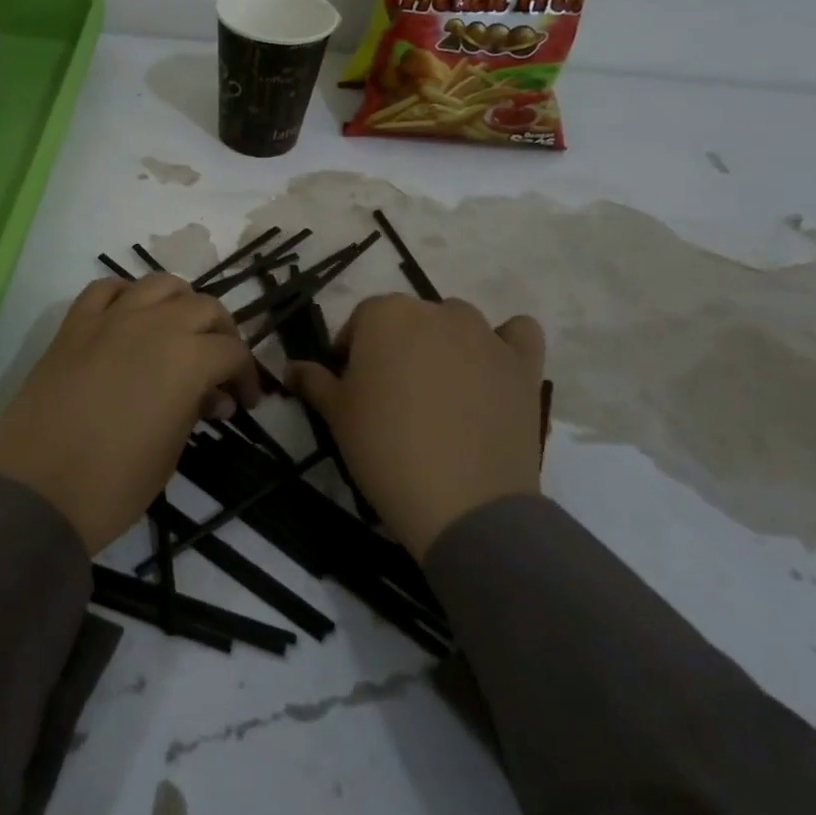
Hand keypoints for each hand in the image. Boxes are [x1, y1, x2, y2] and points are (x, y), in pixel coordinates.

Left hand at [0, 275, 262, 553]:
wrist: (37, 490)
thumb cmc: (115, 481)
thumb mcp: (172, 449)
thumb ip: (196, 409)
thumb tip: (212, 396)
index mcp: (188, 357)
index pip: (233, 351)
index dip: (246, 375)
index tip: (245, 401)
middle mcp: (155, 323)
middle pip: (204, 307)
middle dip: (221, 334)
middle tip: (219, 367)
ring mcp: (110, 318)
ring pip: (159, 284)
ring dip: (180, 304)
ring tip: (179, 333)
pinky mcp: (74, 324)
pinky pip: (106, 289)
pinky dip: (126, 296)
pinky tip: (130, 319)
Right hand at [287, 295, 544, 559]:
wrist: (463, 503)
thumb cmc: (384, 449)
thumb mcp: (336, 415)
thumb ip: (313, 381)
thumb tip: (292, 368)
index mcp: (385, 315)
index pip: (360, 321)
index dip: (351, 353)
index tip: (351, 388)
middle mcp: (436, 311)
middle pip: (409, 320)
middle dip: (396, 348)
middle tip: (392, 396)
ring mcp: (485, 334)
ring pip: (457, 324)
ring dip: (445, 345)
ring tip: (440, 393)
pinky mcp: (523, 363)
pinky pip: (516, 335)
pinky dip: (504, 344)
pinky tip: (492, 370)